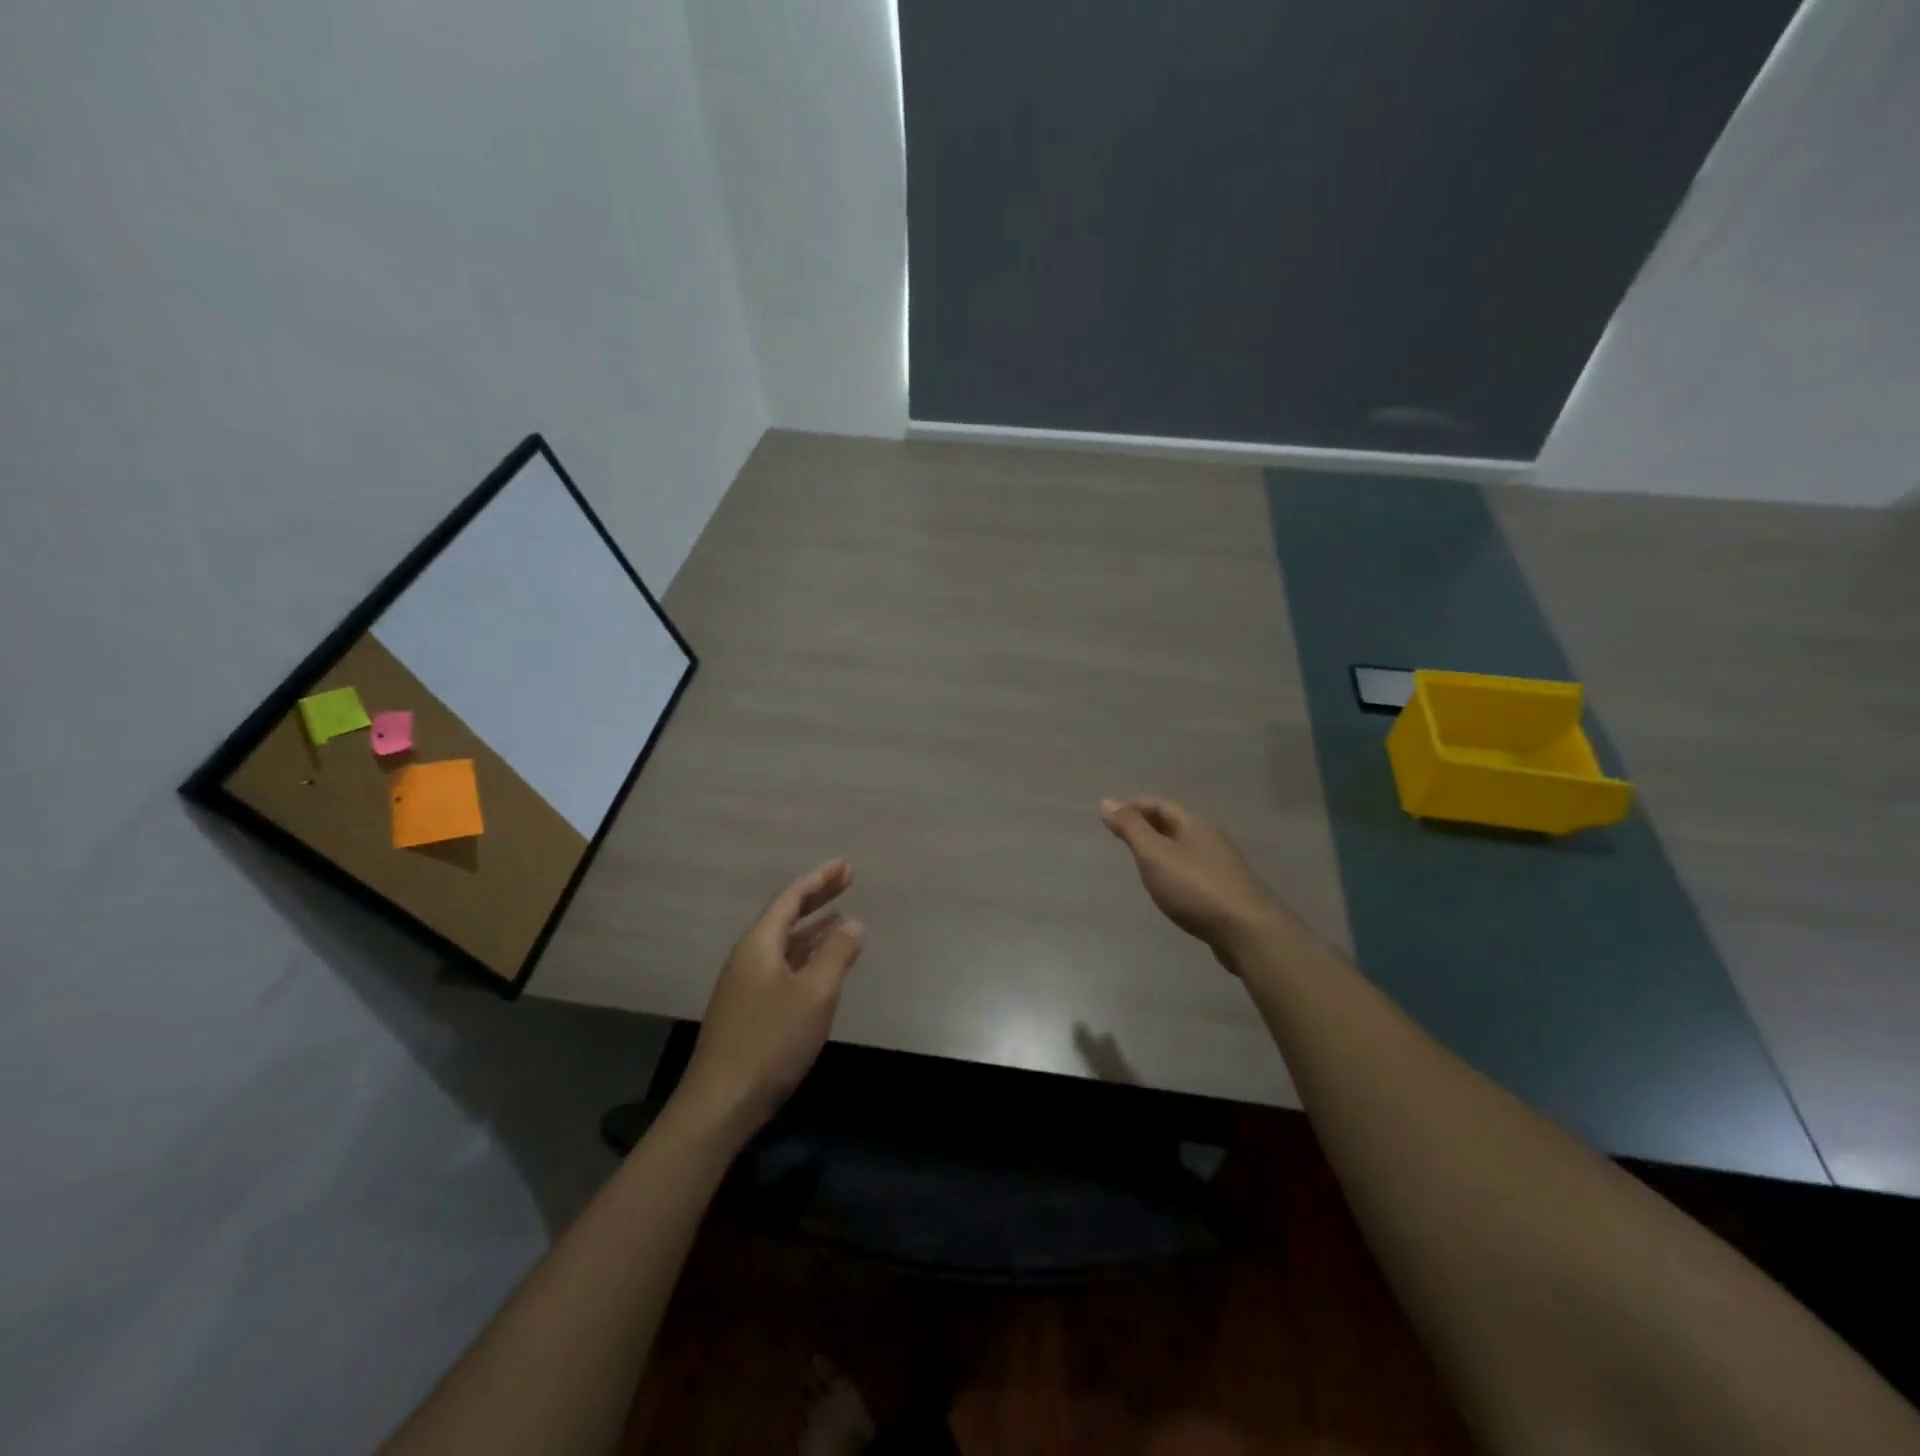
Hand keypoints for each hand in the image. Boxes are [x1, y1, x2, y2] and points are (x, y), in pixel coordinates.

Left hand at [674, 860, 864, 1135]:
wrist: (721, 1103)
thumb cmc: (771, 1041)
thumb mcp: (815, 995)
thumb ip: (837, 954)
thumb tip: (853, 922)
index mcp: (759, 945)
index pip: (790, 899)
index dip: (819, 880)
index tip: (845, 866)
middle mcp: (748, 957)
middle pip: (785, 917)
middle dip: (816, 898)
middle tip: (847, 880)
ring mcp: (744, 984)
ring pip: (783, 943)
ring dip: (812, 928)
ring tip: (841, 917)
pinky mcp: (747, 1009)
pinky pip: (782, 966)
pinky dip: (805, 955)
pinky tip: (821, 966)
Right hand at [1100, 798, 1287, 958]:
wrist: (1248, 931)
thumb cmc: (1195, 888)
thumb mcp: (1155, 854)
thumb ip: (1131, 829)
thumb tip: (1107, 801)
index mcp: (1194, 824)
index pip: (1159, 805)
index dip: (1134, 807)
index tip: (1111, 816)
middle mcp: (1211, 839)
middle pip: (1175, 824)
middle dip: (1148, 825)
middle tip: (1123, 837)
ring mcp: (1222, 865)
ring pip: (1186, 848)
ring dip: (1163, 849)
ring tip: (1142, 861)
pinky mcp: (1227, 891)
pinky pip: (1194, 870)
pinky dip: (1176, 870)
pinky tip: (1169, 887)